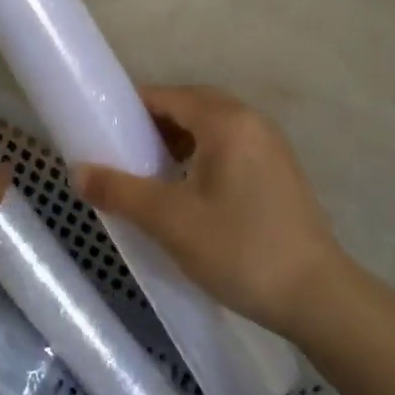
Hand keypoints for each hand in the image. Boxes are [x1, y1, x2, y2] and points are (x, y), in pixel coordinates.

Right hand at [75, 86, 349, 339]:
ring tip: (151, 173)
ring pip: (212, 128)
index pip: (167, 96)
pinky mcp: (279, 172)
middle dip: (153, 124)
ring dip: (178, 140)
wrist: (318, 298)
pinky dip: (201, 156)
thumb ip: (119, 191)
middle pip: (191, 106)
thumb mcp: (169, 221)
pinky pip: (230, 147)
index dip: (130, 108)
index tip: (102, 131)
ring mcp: (271, 147)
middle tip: (124, 152)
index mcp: (226, 122)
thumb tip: (76, 172)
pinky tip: (187, 191)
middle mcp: (252, 122)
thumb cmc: (240, 249)